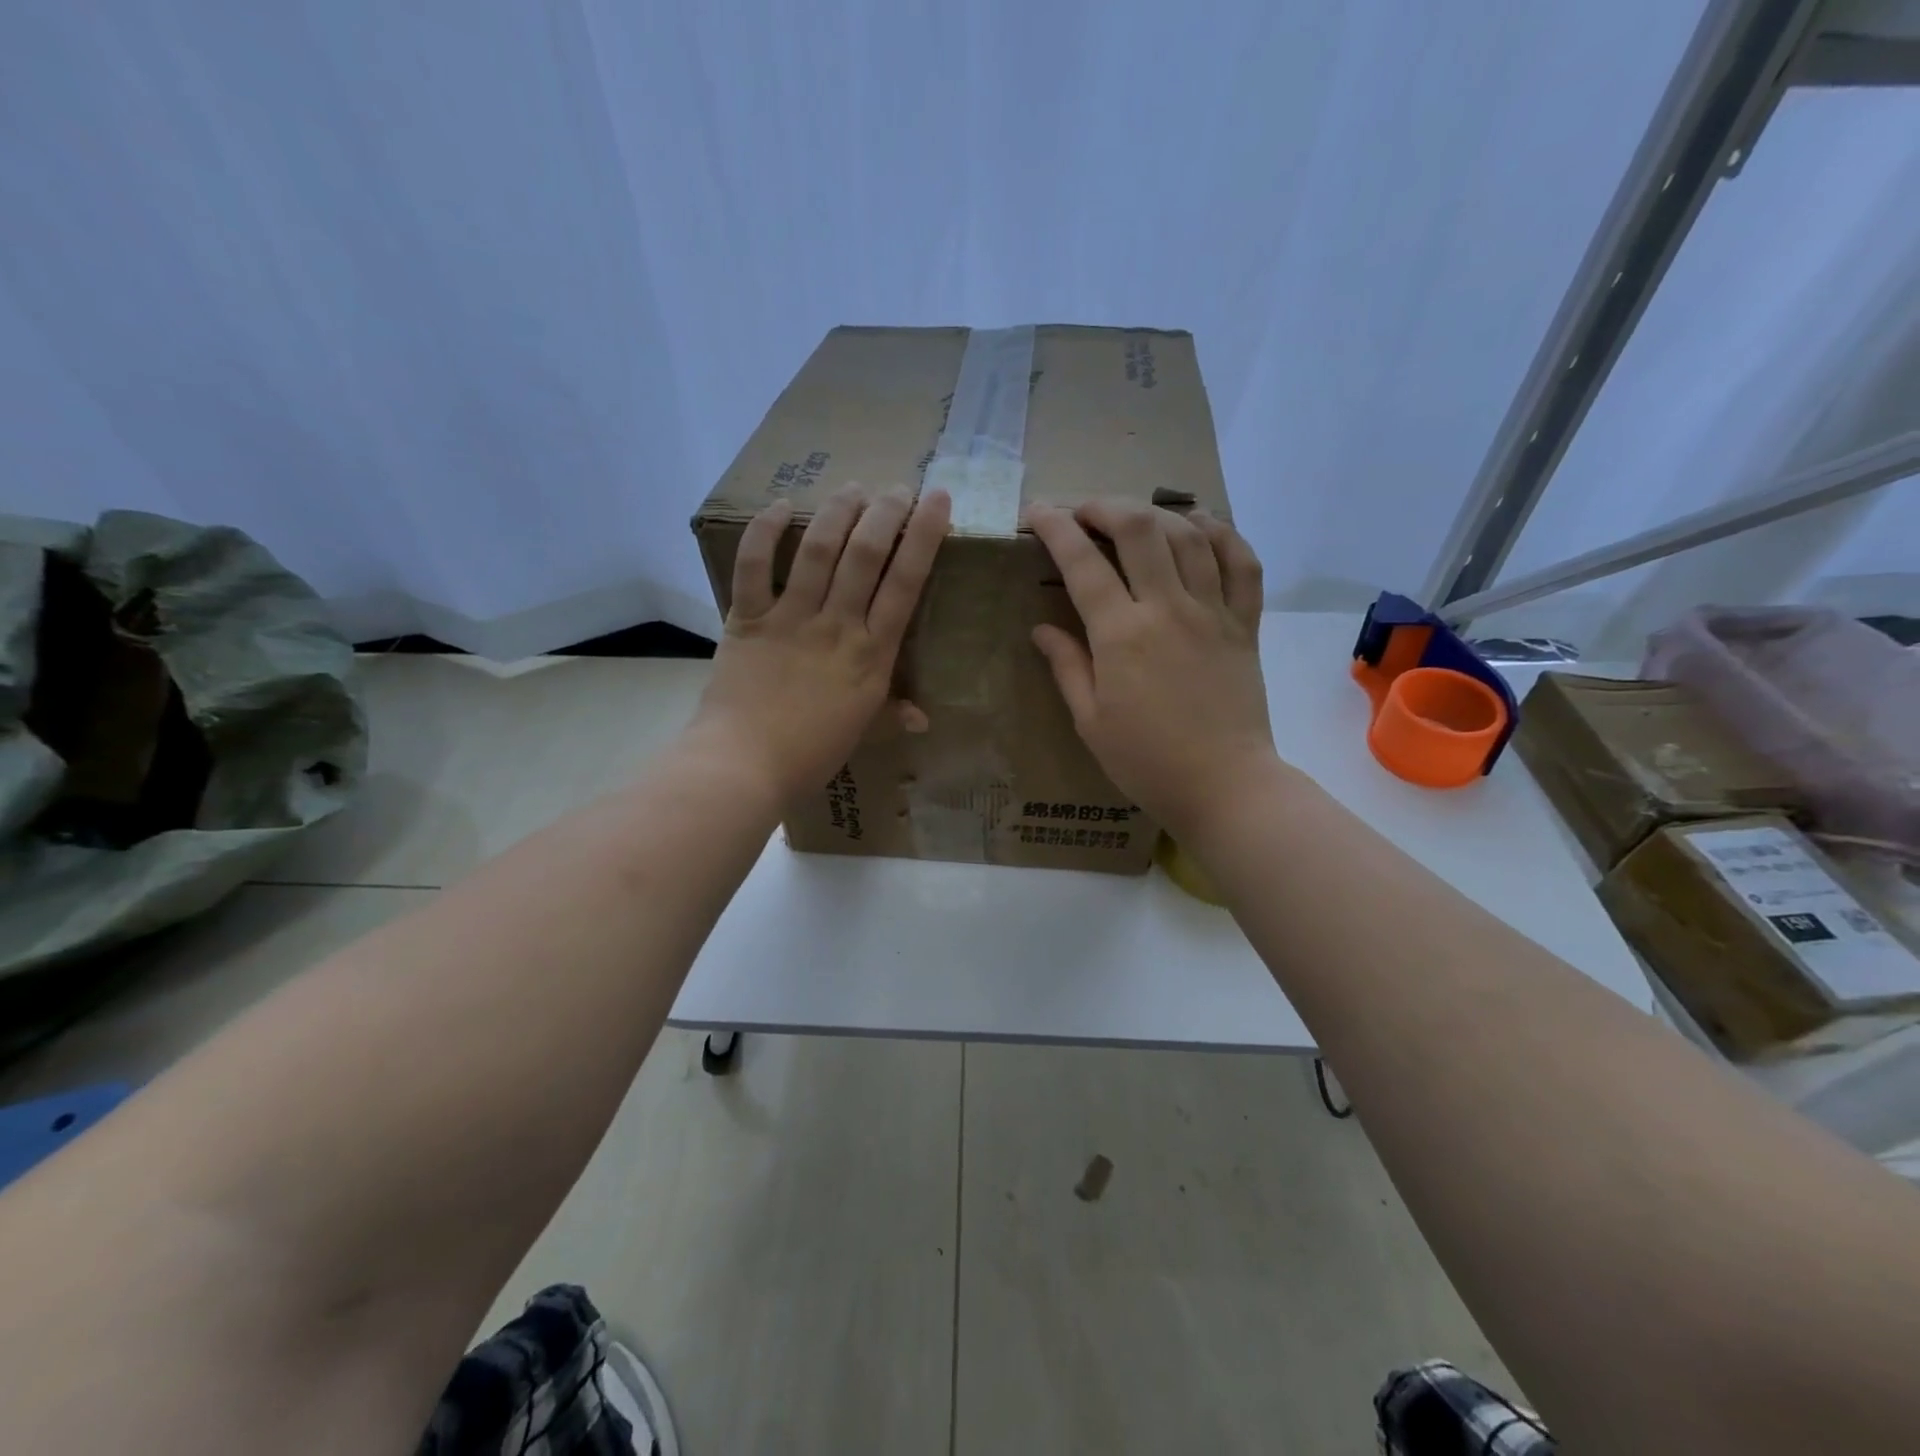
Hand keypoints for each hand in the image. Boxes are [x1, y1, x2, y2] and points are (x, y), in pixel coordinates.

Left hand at [693, 485, 950, 802]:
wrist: (744, 765)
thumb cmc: (810, 755)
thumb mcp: (862, 733)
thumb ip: (891, 714)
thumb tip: (922, 719)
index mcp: (873, 654)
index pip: (906, 583)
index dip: (924, 536)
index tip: (937, 500)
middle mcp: (837, 625)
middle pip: (866, 554)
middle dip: (886, 512)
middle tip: (896, 488)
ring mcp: (791, 617)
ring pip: (819, 550)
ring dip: (838, 511)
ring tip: (852, 487)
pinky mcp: (748, 618)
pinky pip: (754, 565)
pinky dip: (764, 532)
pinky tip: (779, 506)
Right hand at [1027, 502, 1274, 839]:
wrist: (1225, 786)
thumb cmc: (1146, 762)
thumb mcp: (1090, 721)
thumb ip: (1067, 666)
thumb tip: (1041, 629)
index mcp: (1121, 635)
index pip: (1082, 563)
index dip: (1055, 527)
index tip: (1037, 512)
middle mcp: (1167, 609)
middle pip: (1138, 529)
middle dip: (1104, 506)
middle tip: (1083, 511)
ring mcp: (1213, 612)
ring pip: (1189, 535)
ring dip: (1156, 513)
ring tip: (1134, 517)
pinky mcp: (1246, 624)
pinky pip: (1242, 563)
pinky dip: (1223, 534)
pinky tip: (1201, 524)